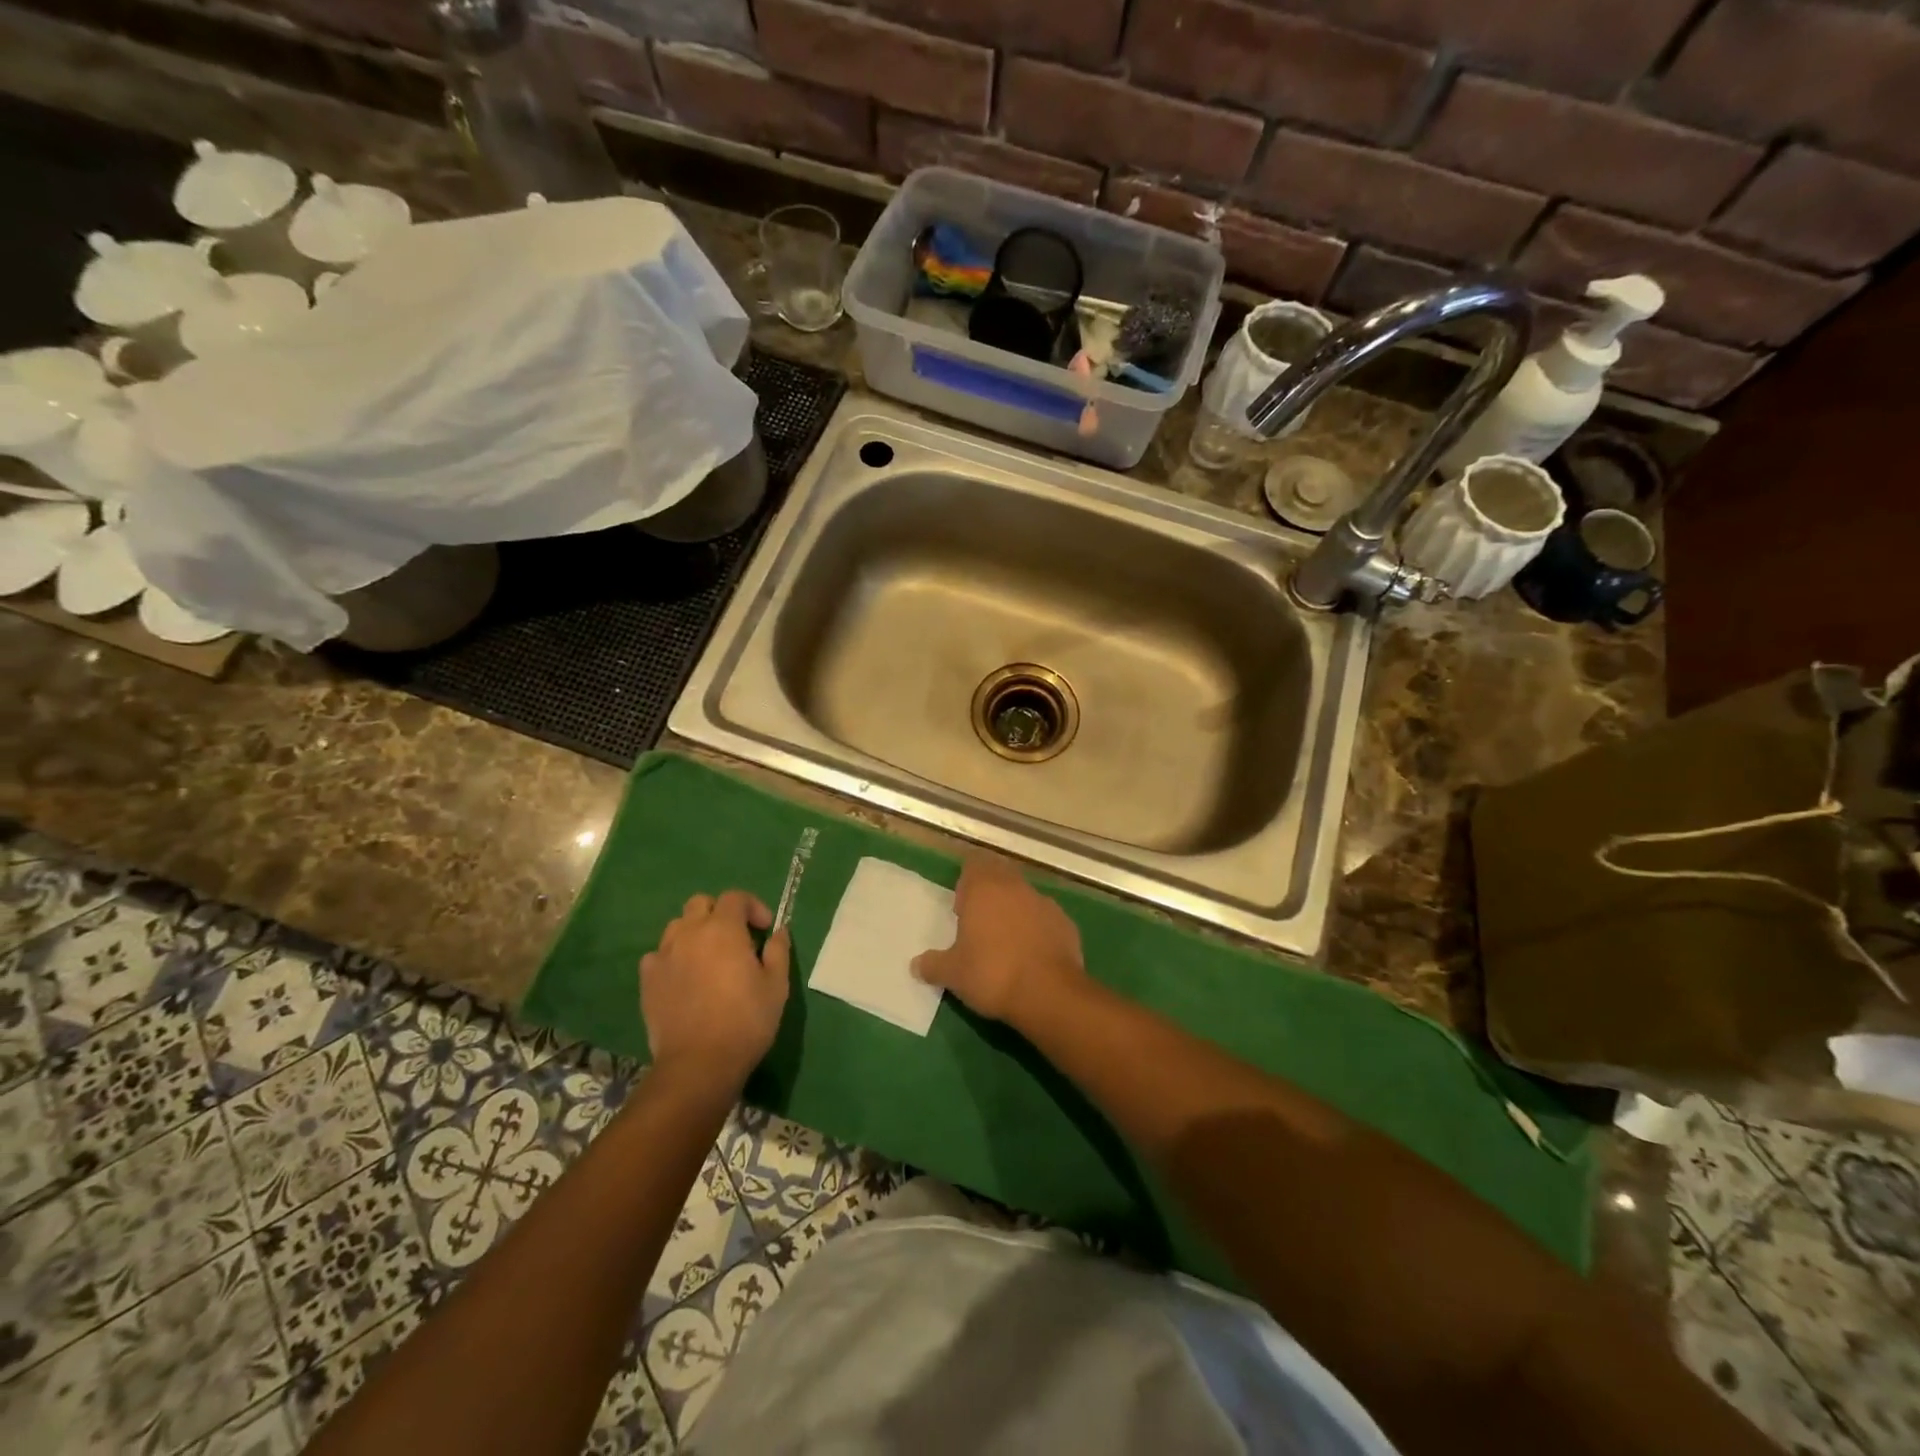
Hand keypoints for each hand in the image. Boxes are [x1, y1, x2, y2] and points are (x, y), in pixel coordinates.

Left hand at [641, 891, 789, 1090]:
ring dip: (695, 932)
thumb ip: (778, 951)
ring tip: (709, 957)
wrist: (698, 1064)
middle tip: (736, 939)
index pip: (735, 897)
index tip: (765, 929)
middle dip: (720, 913)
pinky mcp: (647, 980)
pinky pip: (659, 955)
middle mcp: (689, 933)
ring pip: (677, 926)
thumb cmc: (746, 1021)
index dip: (753, 907)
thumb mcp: (777, 985)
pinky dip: (673, 958)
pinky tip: (685, 978)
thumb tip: (778, 932)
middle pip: (701, 903)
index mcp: (723, 929)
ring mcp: (664, 956)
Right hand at [912, 855, 1085, 1024]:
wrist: (1049, 993)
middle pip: (1000, 875)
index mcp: (984, 889)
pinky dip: (1037, 929)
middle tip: (979, 922)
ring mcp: (1044, 903)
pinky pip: (1045, 919)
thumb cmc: (992, 974)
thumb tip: (916, 965)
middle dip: (990, 892)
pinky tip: (1031, 954)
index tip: (961, 907)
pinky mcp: (1066, 924)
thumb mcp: (953, 974)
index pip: (974, 864)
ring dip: (1014, 910)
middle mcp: (1015, 887)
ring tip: (1005, 940)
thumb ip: (933, 965)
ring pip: (1024, 896)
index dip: (966, 882)